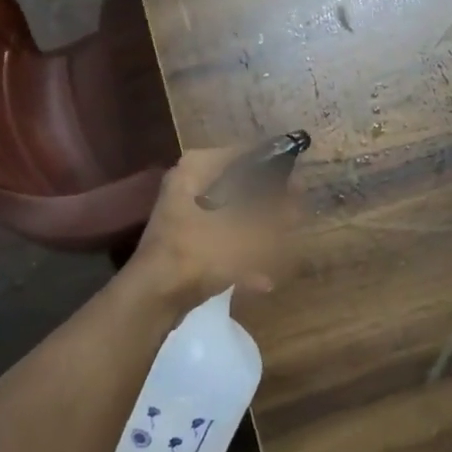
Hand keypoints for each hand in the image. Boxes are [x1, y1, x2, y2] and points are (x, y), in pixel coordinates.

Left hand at [125, 148, 294, 312]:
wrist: (153, 298)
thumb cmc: (200, 252)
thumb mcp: (248, 233)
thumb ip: (277, 216)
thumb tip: (298, 204)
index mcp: (198, 167)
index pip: (245, 153)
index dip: (275, 167)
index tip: (298, 184)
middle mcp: (187, 182)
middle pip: (238, 186)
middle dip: (267, 206)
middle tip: (293, 216)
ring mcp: (182, 213)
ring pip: (230, 215)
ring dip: (256, 234)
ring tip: (281, 247)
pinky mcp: (182, 241)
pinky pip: (218, 240)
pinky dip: (239, 256)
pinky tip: (262, 280)